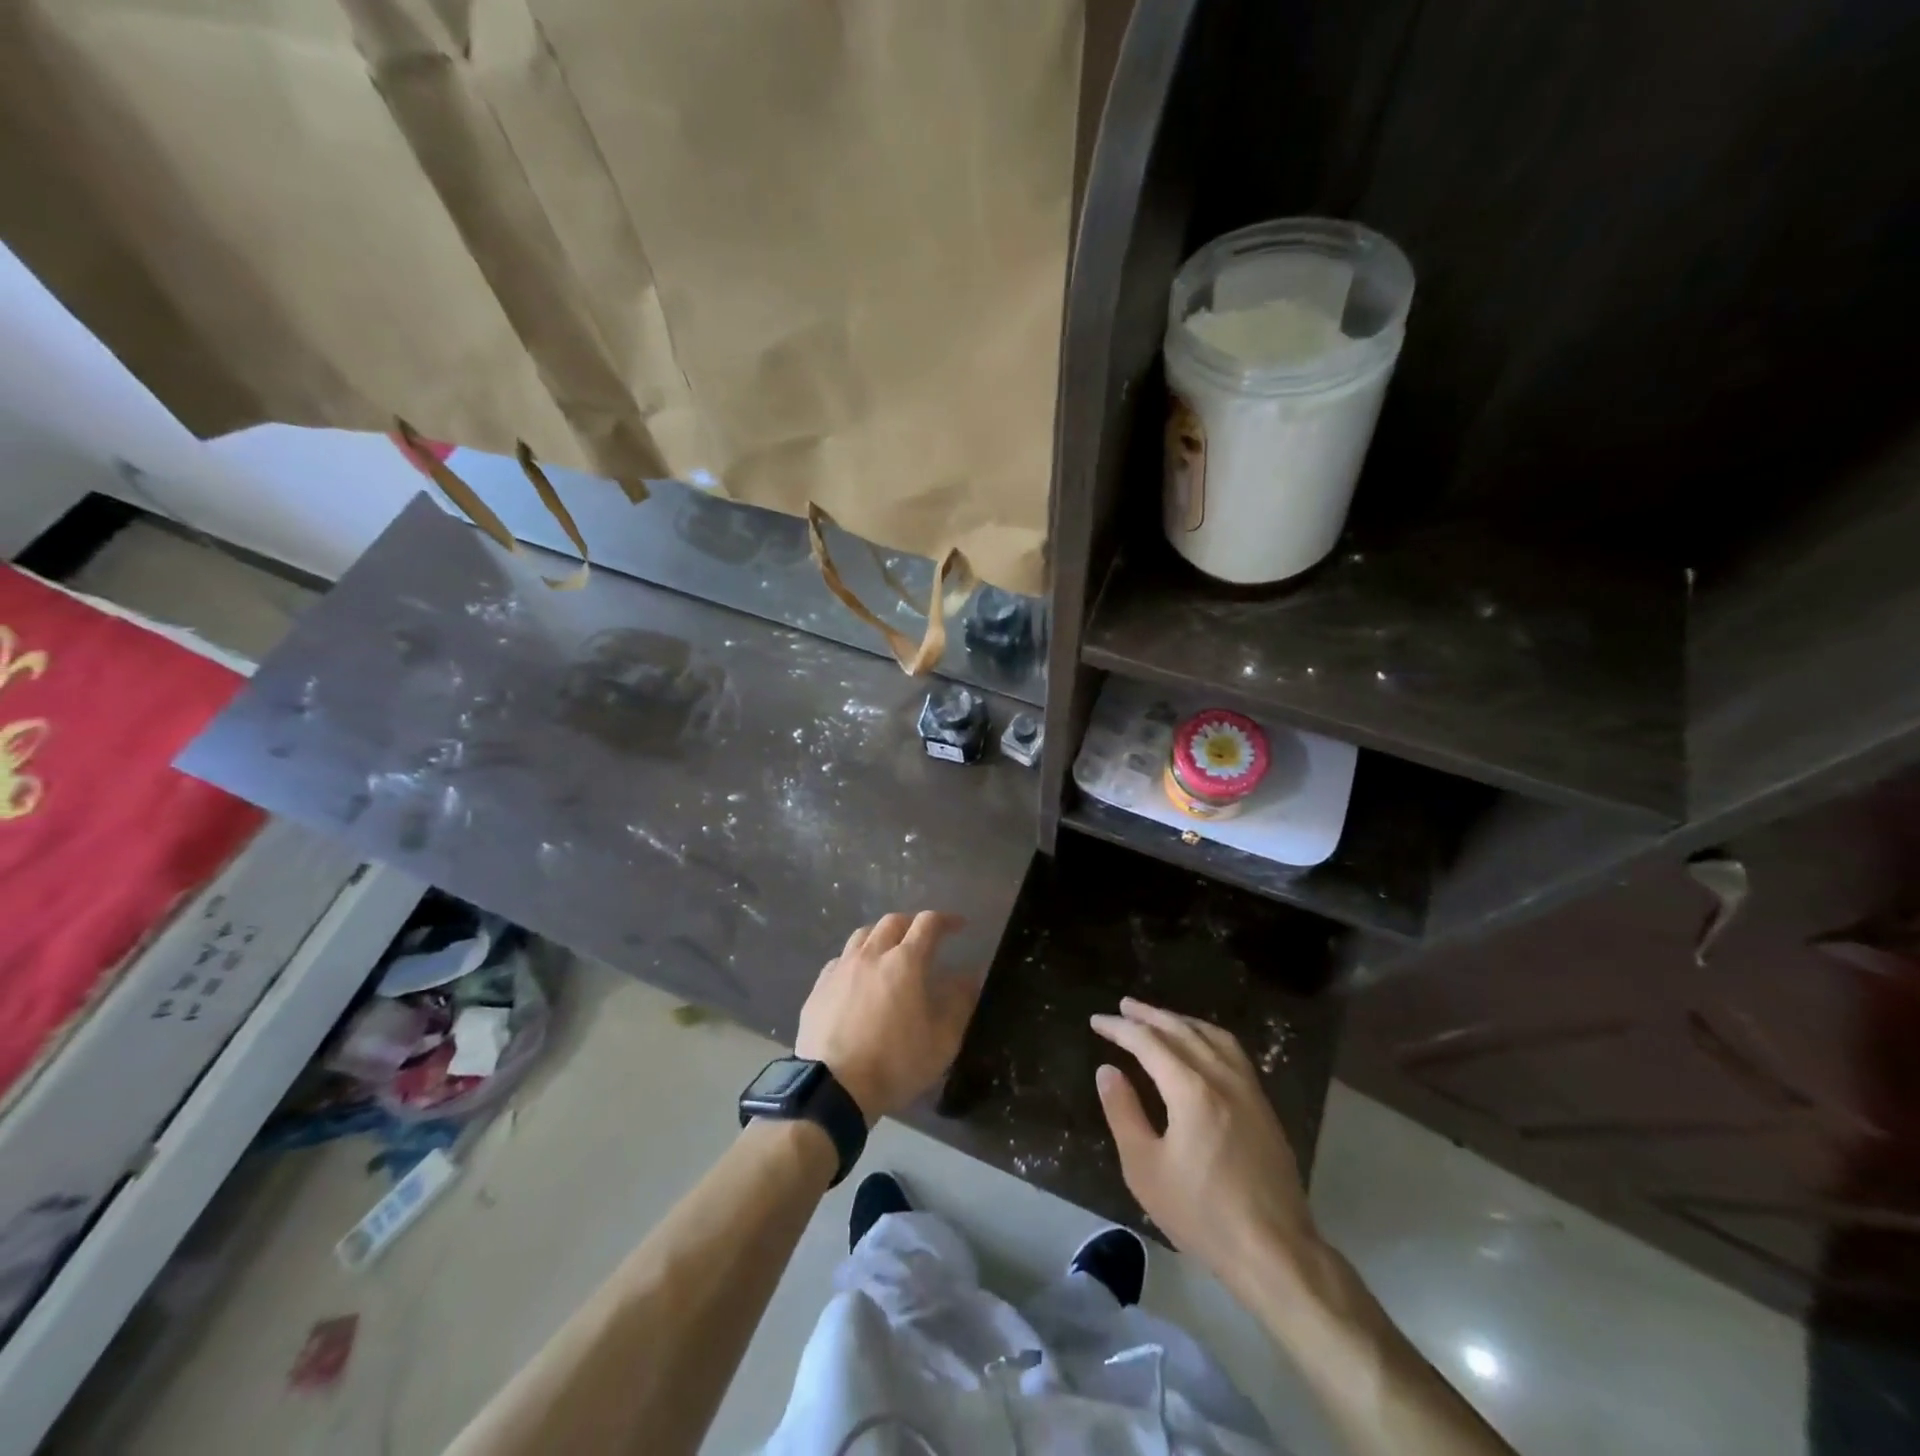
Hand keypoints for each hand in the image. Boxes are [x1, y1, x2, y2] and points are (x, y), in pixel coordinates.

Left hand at [797, 912, 977, 1121]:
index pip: (928, 924)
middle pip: (892, 921)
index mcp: (904, 962)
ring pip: (863, 934)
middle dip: (912, 923)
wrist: (833, 1088)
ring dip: (881, 935)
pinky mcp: (819, 987)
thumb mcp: (942, 1041)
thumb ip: (959, 1003)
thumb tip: (969, 976)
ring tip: (890, 951)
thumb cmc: (894, 1064)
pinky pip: (840, 959)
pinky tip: (858, 977)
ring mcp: (841, 968)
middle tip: (924, 938)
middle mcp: (871, 955)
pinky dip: (856, 958)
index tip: (959, 926)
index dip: (946, 919)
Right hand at [1092, 997, 1318, 1285]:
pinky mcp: (1264, 1107)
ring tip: (1159, 1018)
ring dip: (1181, 1021)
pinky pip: (1232, 1052)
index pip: (1148, 1042)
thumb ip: (1123, 1113)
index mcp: (1191, 1089)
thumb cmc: (1202, 1214)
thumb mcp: (1146, 1168)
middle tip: (1124, 1005)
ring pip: (1211, 1036)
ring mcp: (1249, 1090)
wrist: (1275, 1252)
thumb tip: (1107, 1071)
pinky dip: (1207, 1036)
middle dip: (1149, 1015)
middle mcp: (1222, 1077)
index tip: (1096, 1021)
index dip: (1120, 1028)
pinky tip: (1201, 1047)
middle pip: (1182, 1030)